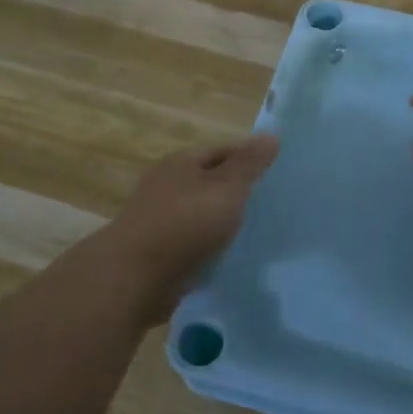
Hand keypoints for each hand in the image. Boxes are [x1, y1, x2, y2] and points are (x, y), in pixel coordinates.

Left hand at [86, 134, 278, 323]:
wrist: (136, 277)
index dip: (249, 158)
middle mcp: (166, 185)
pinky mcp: (158, 251)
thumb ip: (250, 163)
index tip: (276, 174)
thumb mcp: (227, 187)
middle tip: (270, 204)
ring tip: (255, 232)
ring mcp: (160, 219)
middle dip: (237, 191)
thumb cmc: (186, 222)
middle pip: (210, 181)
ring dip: (223, 221)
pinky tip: (229, 256)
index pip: (222, 150)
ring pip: (201, 213)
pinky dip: (210, 246)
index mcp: (181, 162)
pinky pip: (193, 242)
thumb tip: (271, 135)